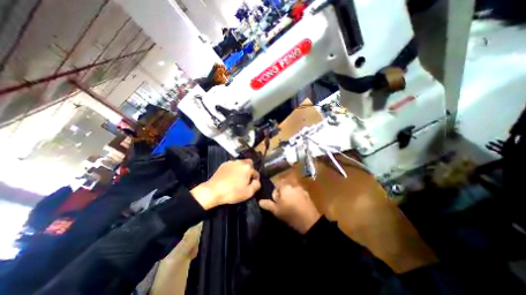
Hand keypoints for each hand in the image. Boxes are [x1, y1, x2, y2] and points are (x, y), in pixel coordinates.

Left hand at [191, 159, 260, 209]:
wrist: (213, 191)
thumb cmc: (233, 192)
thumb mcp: (248, 193)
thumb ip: (256, 185)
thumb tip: (257, 181)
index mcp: (248, 168)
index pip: (256, 173)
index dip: (255, 179)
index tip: (252, 185)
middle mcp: (240, 162)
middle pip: (249, 164)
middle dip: (250, 170)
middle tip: (246, 179)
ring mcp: (231, 162)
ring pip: (240, 163)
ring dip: (241, 169)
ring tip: (238, 178)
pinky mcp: (224, 164)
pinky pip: (232, 165)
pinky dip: (233, 169)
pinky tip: (230, 176)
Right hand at [258, 183, 320, 233]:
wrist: (310, 221)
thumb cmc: (290, 214)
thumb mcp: (276, 211)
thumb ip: (267, 204)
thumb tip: (260, 201)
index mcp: (285, 187)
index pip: (276, 188)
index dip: (275, 197)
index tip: (277, 205)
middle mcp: (293, 185)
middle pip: (284, 189)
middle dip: (282, 196)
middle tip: (283, 206)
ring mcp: (301, 189)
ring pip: (292, 192)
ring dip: (290, 197)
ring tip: (290, 207)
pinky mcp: (308, 195)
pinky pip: (299, 194)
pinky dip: (297, 198)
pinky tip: (298, 207)